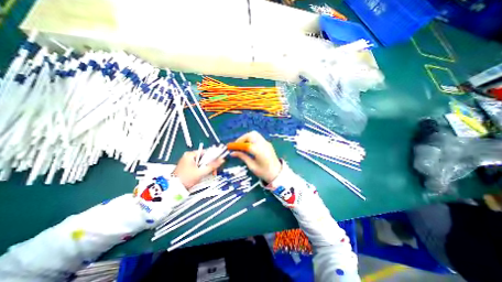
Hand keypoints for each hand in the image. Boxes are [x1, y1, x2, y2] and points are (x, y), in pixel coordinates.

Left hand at [175, 150, 225, 189]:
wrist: (174, 189)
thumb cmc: (186, 178)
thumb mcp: (201, 172)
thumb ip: (212, 166)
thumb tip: (222, 160)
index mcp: (190, 155)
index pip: (206, 152)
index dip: (214, 156)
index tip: (219, 160)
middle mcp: (189, 157)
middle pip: (204, 158)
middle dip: (211, 164)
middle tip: (215, 171)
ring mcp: (188, 162)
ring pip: (202, 163)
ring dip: (207, 168)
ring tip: (211, 174)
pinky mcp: (188, 168)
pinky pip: (199, 167)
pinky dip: (203, 170)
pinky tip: (205, 175)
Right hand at [229, 130, 280, 181]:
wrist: (277, 173)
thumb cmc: (264, 172)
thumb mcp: (252, 166)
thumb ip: (242, 157)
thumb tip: (232, 153)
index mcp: (259, 152)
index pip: (246, 144)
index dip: (236, 144)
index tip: (229, 147)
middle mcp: (263, 144)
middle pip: (251, 135)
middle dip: (242, 138)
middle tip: (236, 146)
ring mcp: (266, 143)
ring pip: (254, 134)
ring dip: (246, 137)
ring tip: (242, 145)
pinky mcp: (267, 143)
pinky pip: (258, 137)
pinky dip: (251, 139)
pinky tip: (248, 146)